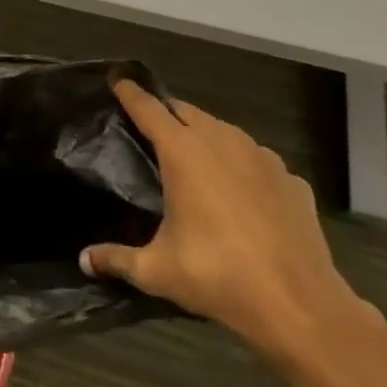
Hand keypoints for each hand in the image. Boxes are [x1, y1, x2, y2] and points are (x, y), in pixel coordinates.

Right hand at [81, 81, 372, 361]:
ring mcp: (263, 160)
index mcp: (183, 153)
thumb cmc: (219, 277)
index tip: (117, 80)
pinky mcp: (292, 182)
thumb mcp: (156, 271)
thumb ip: (116, 258)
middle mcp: (223, 144)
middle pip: (187, 111)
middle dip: (166, 111)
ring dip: (204, 133)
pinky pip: (257, 159)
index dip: (130, 93)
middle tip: (148, 124)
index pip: (148, 109)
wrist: (301, 307)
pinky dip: (241, 163)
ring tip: (191, 152)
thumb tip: (85, 260)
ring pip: (224, 130)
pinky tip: (238, 188)